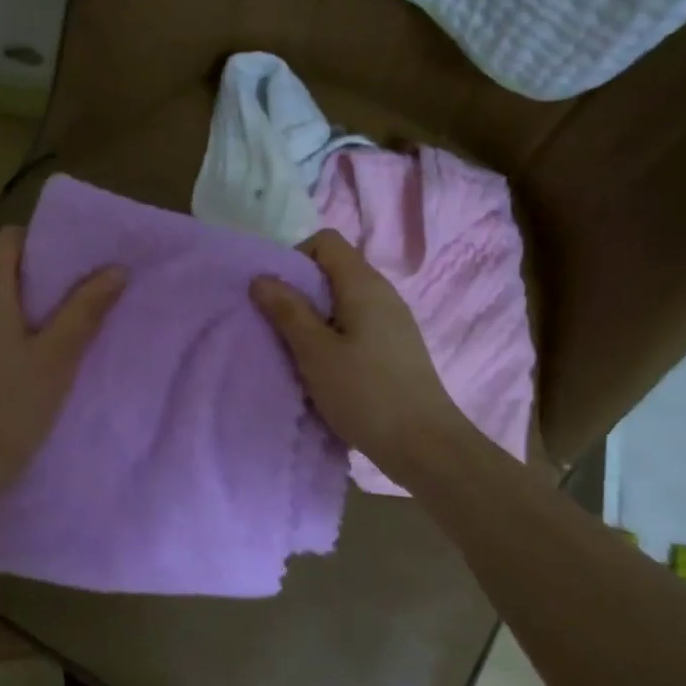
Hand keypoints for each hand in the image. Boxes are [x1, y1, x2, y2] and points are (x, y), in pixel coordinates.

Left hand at [0, 226, 124, 504]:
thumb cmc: (12, 408)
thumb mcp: (58, 358)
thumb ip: (85, 309)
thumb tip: (116, 269)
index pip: (9, 239)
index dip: (42, 244)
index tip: (74, 264)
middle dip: (36, 280)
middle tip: (75, 302)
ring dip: (16, 310)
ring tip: (51, 335)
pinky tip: (14, 366)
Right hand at [250, 228, 465, 480]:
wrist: (424, 445)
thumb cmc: (365, 393)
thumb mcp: (315, 352)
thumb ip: (287, 311)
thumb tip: (261, 277)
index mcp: (363, 284)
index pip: (326, 241)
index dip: (295, 258)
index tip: (278, 296)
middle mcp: (383, 293)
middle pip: (334, 270)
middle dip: (301, 292)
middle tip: (280, 329)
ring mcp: (393, 321)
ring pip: (344, 302)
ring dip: (316, 319)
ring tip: (299, 354)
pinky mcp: (396, 347)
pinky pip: (357, 326)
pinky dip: (335, 338)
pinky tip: (327, 371)